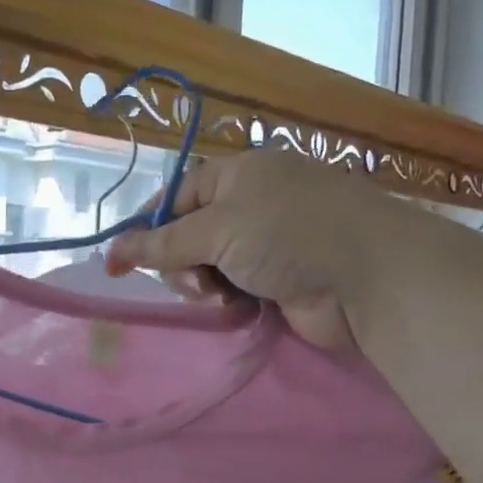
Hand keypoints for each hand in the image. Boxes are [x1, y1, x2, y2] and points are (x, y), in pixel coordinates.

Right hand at [105, 150, 394, 353]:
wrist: (370, 279)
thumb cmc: (290, 233)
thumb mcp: (218, 228)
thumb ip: (162, 244)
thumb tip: (112, 253)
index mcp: (239, 174)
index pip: (176, 196)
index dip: (145, 228)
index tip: (118, 261)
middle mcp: (252, 205)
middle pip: (188, 236)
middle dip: (182, 263)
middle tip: (197, 283)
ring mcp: (267, 244)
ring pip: (208, 268)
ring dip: (205, 285)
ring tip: (223, 296)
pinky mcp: (278, 281)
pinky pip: (233, 290)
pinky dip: (229, 300)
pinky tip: (240, 308)